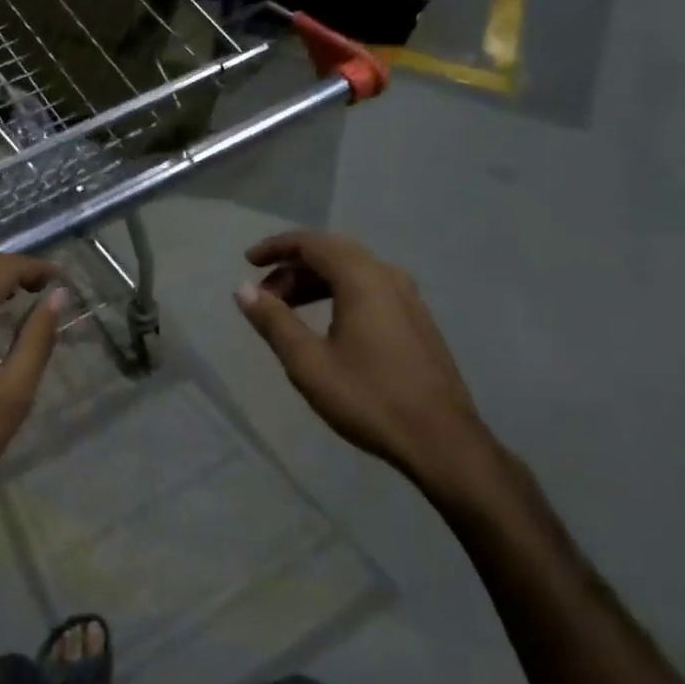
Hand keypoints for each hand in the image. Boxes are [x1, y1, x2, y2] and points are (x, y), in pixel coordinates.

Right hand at [236, 230, 500, 505]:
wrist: (441, 439)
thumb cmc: (369, 397)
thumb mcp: (308, 362)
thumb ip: (274, 321)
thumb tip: (243, 289)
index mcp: (362, 279)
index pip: (312, 243)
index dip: (276, 248)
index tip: (248, 262)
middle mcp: (388, 276)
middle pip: (332, 253)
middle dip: (293, 267)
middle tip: (264, 294)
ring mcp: (408, 297)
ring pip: (352, 272)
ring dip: (315, 282)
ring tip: (286, 310)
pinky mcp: (416, 319)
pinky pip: (369, 289)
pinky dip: (338, 293)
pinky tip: (326, 323)